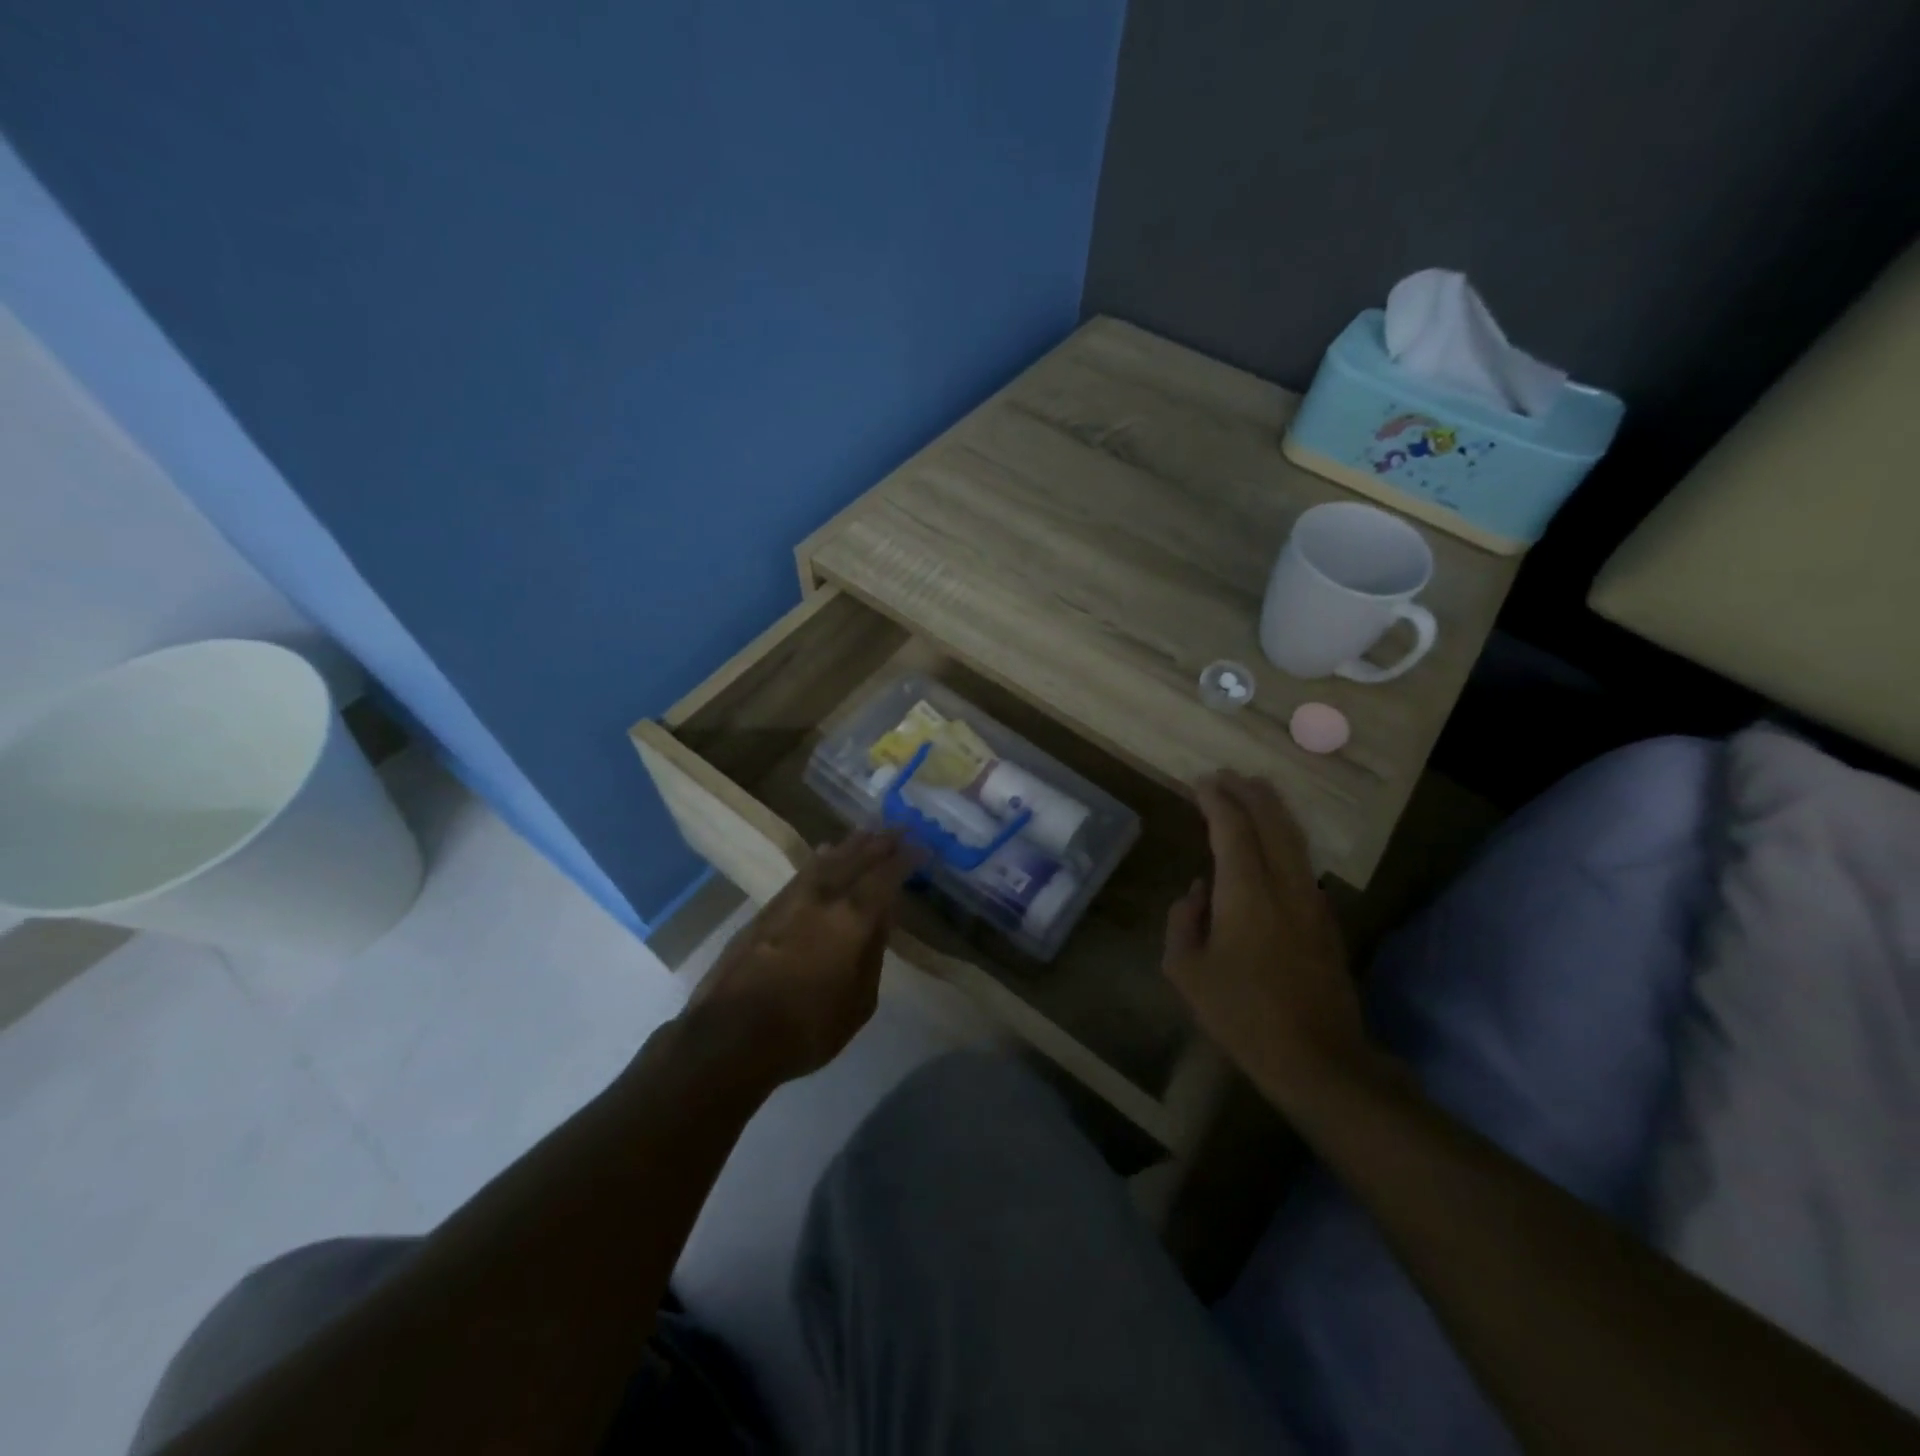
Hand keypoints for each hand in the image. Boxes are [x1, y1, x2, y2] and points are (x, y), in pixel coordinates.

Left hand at [684, 831, 919, 1087]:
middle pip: (856, 859)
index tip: (921, 848)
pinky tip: (823, 854)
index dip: (905, 860)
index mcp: (853, 918)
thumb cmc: (808, 1028)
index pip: (886, 877)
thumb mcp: (859, 1001)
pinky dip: (820, 859)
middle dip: (880, 843)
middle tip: (898, 829)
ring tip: (866, 833)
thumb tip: (882, 918)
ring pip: (827, 861)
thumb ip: (873, 953)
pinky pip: (803, 872)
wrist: (731, 1035)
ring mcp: (791, 900)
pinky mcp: (766, 909)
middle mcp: (823, 897)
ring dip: (850, 845)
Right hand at [1162, 772, 1372, 1109]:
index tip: (1201, 783)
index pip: (1232, 828)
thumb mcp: (1186, 972)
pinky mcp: (1327, 920)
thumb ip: (1183, 921)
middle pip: (1271, 821)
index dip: (1216, 800)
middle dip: (1248, 792)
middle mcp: (1285, 885)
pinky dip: (1284, 836)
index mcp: (1245, 892)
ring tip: (1252, 792)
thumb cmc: (1241, 1015)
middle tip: (1225, 775)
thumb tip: (1197, 892)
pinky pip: (1303, 860)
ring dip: (1271, 809)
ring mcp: (1312, 900)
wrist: (1317, 1059)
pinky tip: (1271, 843)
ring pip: (1294, 837)